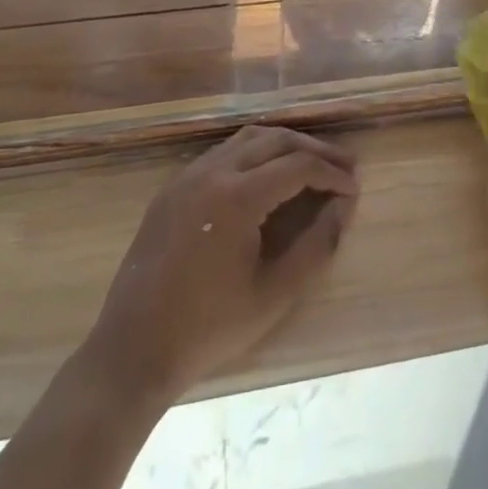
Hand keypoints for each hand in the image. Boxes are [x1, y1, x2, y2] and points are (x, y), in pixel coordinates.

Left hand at [82, 125, 358, 402]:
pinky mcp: (173, 188)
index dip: (332, 173)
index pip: (298, 166)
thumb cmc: (209, 328)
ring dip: (283, 145)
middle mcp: (212, 173)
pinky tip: (267, 175)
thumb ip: (317, 246)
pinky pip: (222, 153)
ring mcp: (188, 176)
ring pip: (247, 139)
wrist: (133, 349)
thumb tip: (344, 207)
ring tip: (311, 163)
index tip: (355, 188)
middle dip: (314, 149)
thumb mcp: (275, 294)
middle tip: (343, 166)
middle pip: (275, 140)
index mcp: (237, 197)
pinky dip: (254, 153)